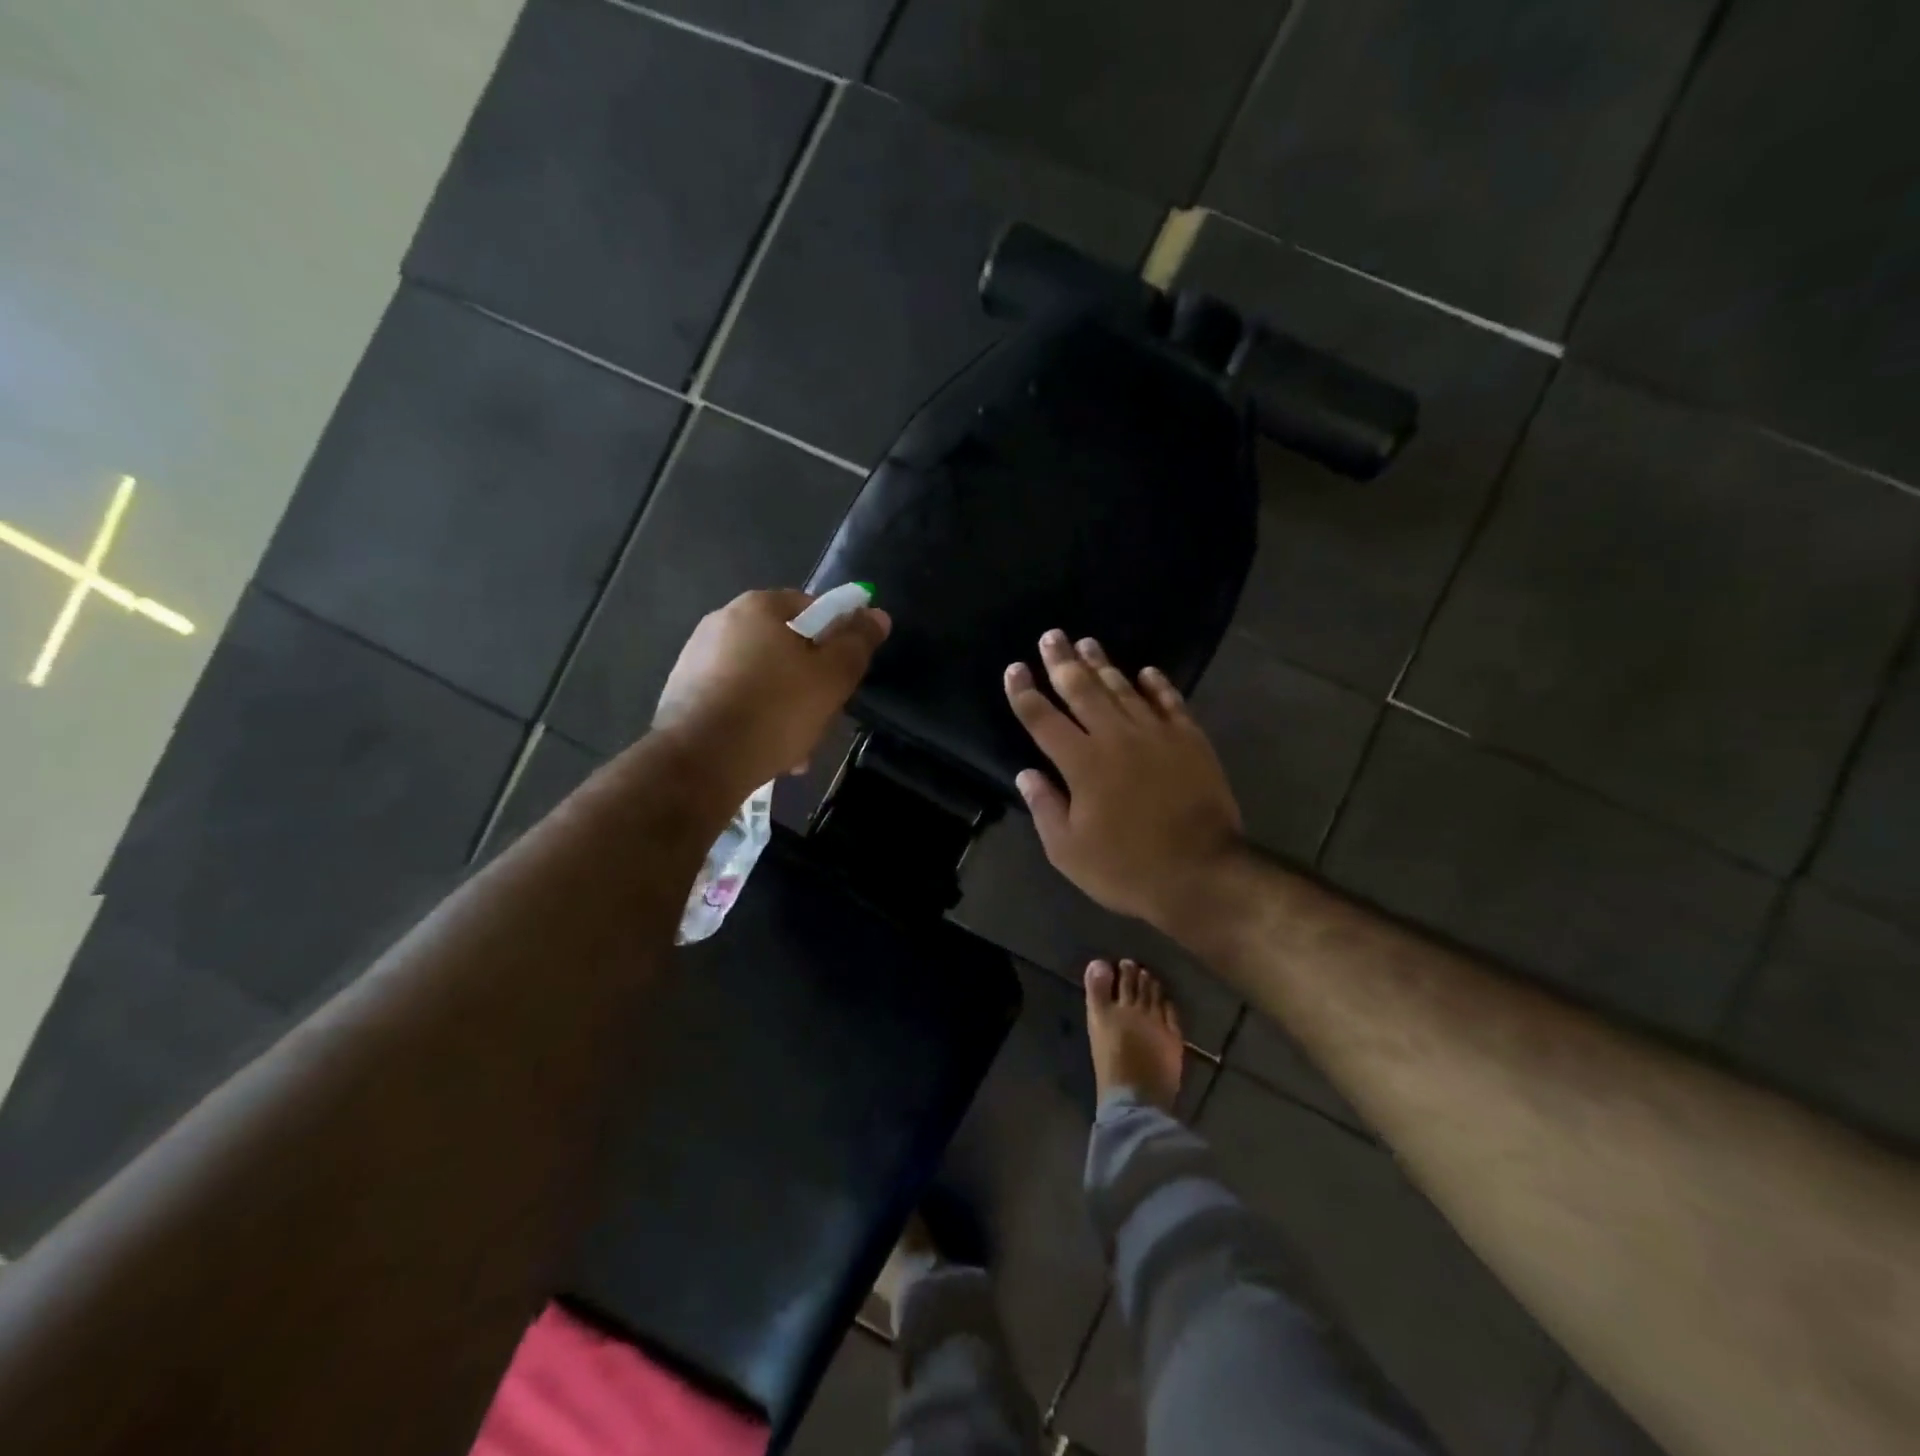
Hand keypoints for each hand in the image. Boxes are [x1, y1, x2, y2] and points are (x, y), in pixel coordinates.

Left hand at [655, 589, 889, 799]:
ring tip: (796, 748)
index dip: (836, 638)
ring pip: (761, 679)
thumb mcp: (832, 677)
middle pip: (785, 646)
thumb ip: (857, 643)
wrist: (700, 761)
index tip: (844, 674)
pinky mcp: (683, 694)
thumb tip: (876, 614)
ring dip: (784, 708)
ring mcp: (697, 658)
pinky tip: (766, 752)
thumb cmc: (775, 710)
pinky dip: (754, 720)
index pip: (811, 607)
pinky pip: (735, 700)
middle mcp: (722, 622)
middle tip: (823, 716)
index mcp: (758, 607)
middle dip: (809, 682)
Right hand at [1005, 630, 1243, 932]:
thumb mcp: (1068, 851)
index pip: (1043, 719)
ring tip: (1088, 643)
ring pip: (1124, 689)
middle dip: (1062, 662)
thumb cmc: (1127, 867)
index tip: (1014, 669)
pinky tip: (1147, 672)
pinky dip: (1157, 685)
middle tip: (1051, 636)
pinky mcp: (1190, 740)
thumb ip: (1045, 807)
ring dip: (1103, 664)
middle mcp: (1115, 737)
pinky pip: (1170, 702)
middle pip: (1083, 690)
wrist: (1202, 873)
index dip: (1025, 693)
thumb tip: (1026, 773)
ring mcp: (1157, 735)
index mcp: (1081, 763)